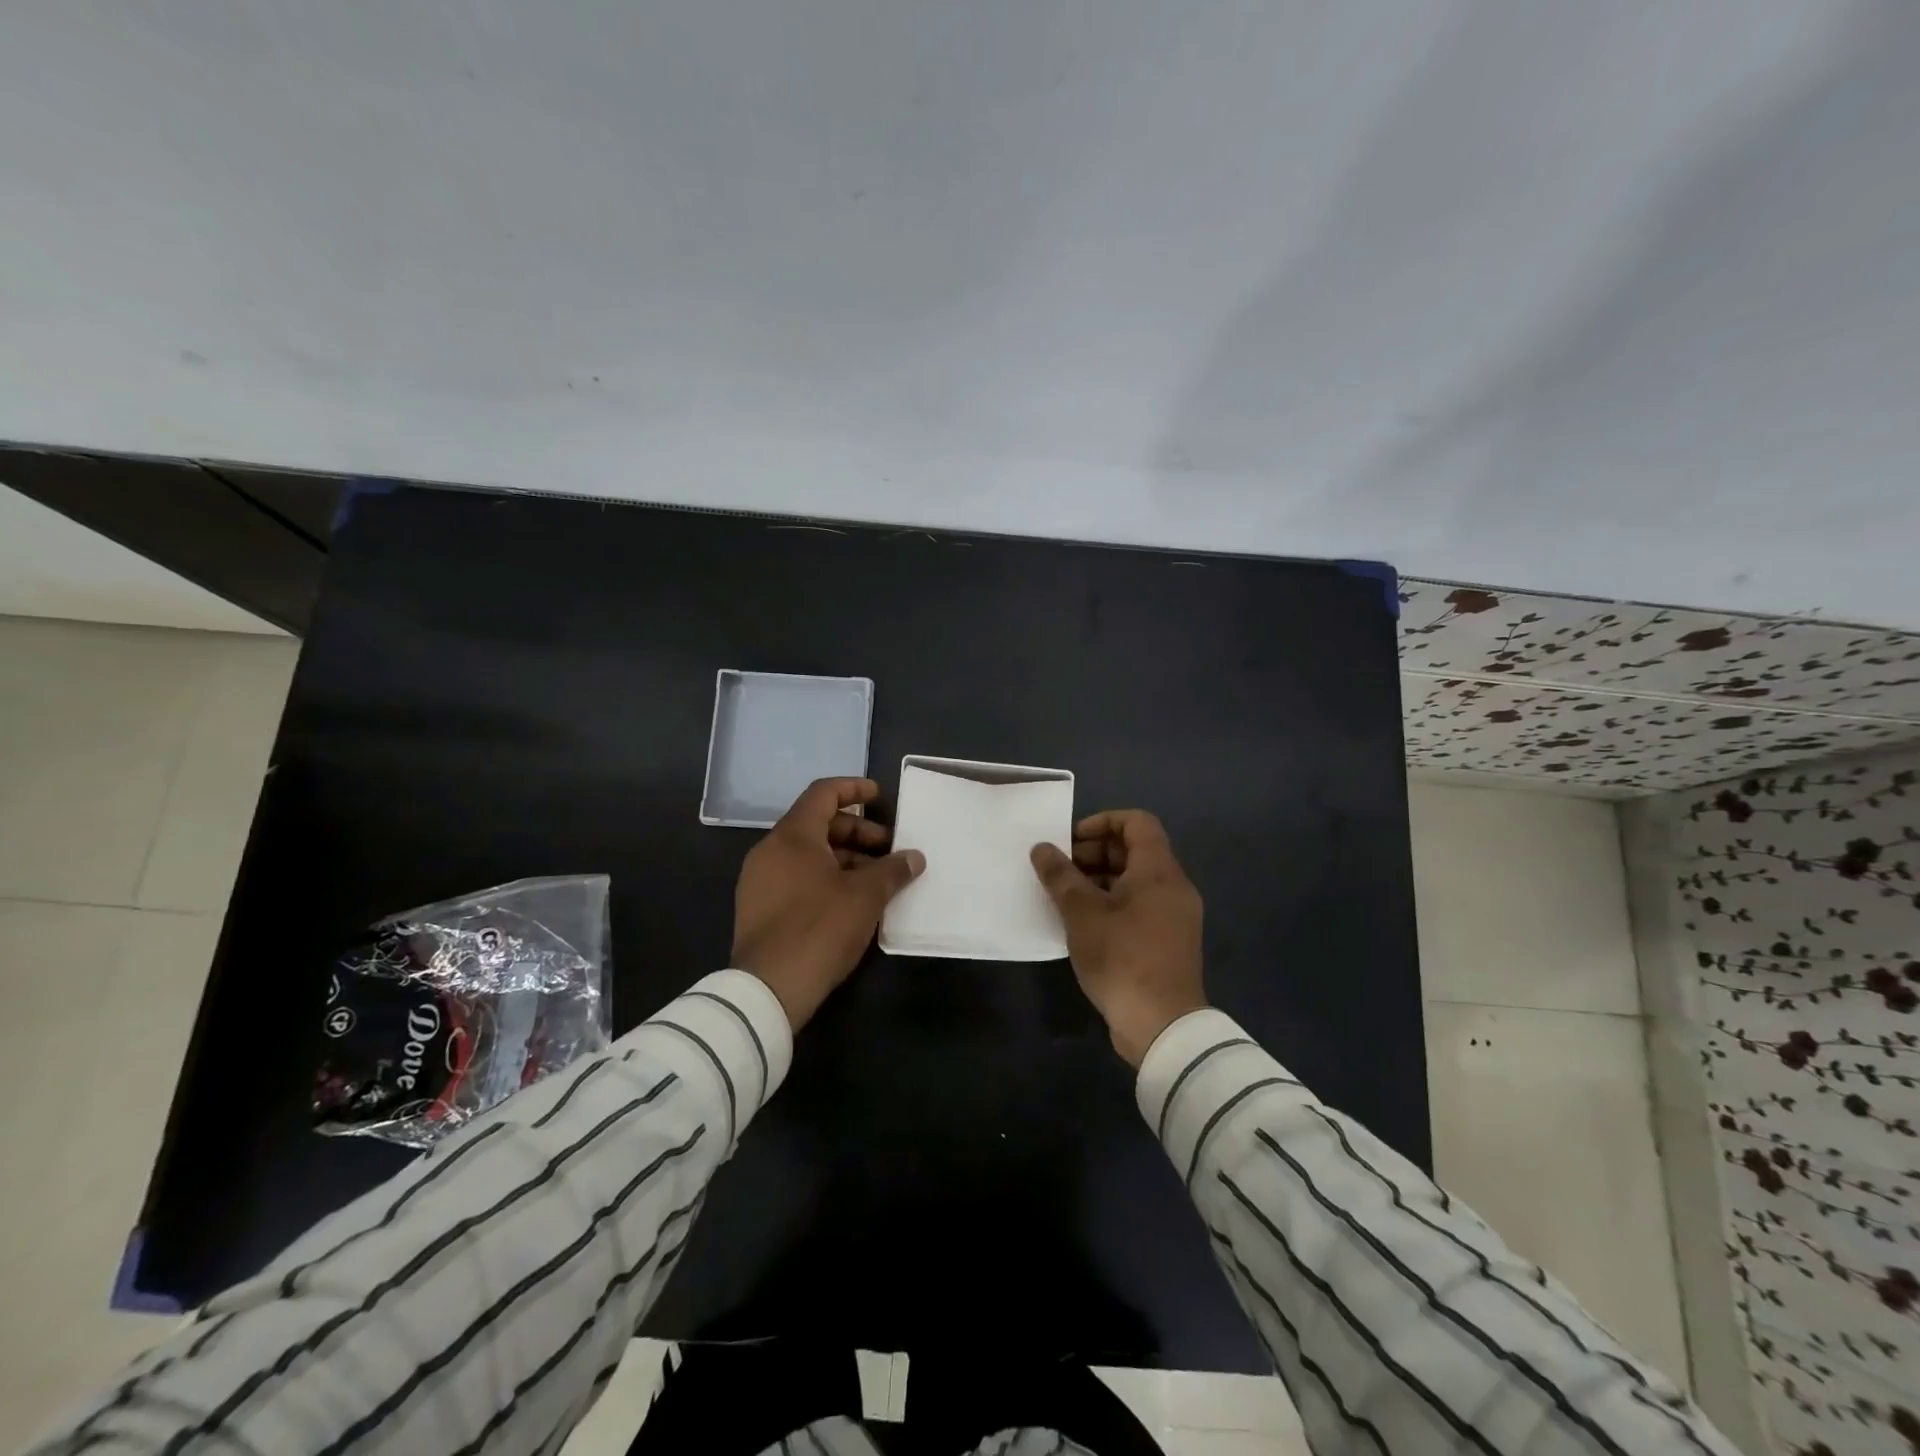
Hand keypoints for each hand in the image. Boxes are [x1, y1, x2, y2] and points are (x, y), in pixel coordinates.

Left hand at [733, 777, 924, 1029]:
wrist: (768, 989)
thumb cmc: (820, 928)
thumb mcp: (865, 897)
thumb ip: (892, 870)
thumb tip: (914, 857)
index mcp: (793, 836)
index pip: (823, 793)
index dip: (853, 789)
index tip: (880, 795)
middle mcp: (770, 850)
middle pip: (818, 824)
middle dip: (858, 832)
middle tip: (890, 850)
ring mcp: (759, 880)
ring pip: (808, 854)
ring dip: (845, 858)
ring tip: (877, 879)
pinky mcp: (758, 907)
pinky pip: (796, 877)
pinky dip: (826, 877)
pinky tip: (852, 901)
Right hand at [1031, 810, 1206, 1066]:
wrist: (1162, 1025)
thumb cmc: (1122, 957)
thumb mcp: (1082, 913)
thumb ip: (1060, 876)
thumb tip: (1042, 848)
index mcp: (1159, 870)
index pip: (1136, 822)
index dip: (1101, 822)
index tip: (1070, 842)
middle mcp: (1173, 886)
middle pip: (1134, 851)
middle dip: (1094, 854)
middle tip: (1060, 873)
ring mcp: (1174, 916)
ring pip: (1135, 881)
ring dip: (1099, 881)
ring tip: (1065, 899)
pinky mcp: (1169, 942)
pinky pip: (1139, 906)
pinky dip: (1112, 904)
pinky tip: (1083, 925)